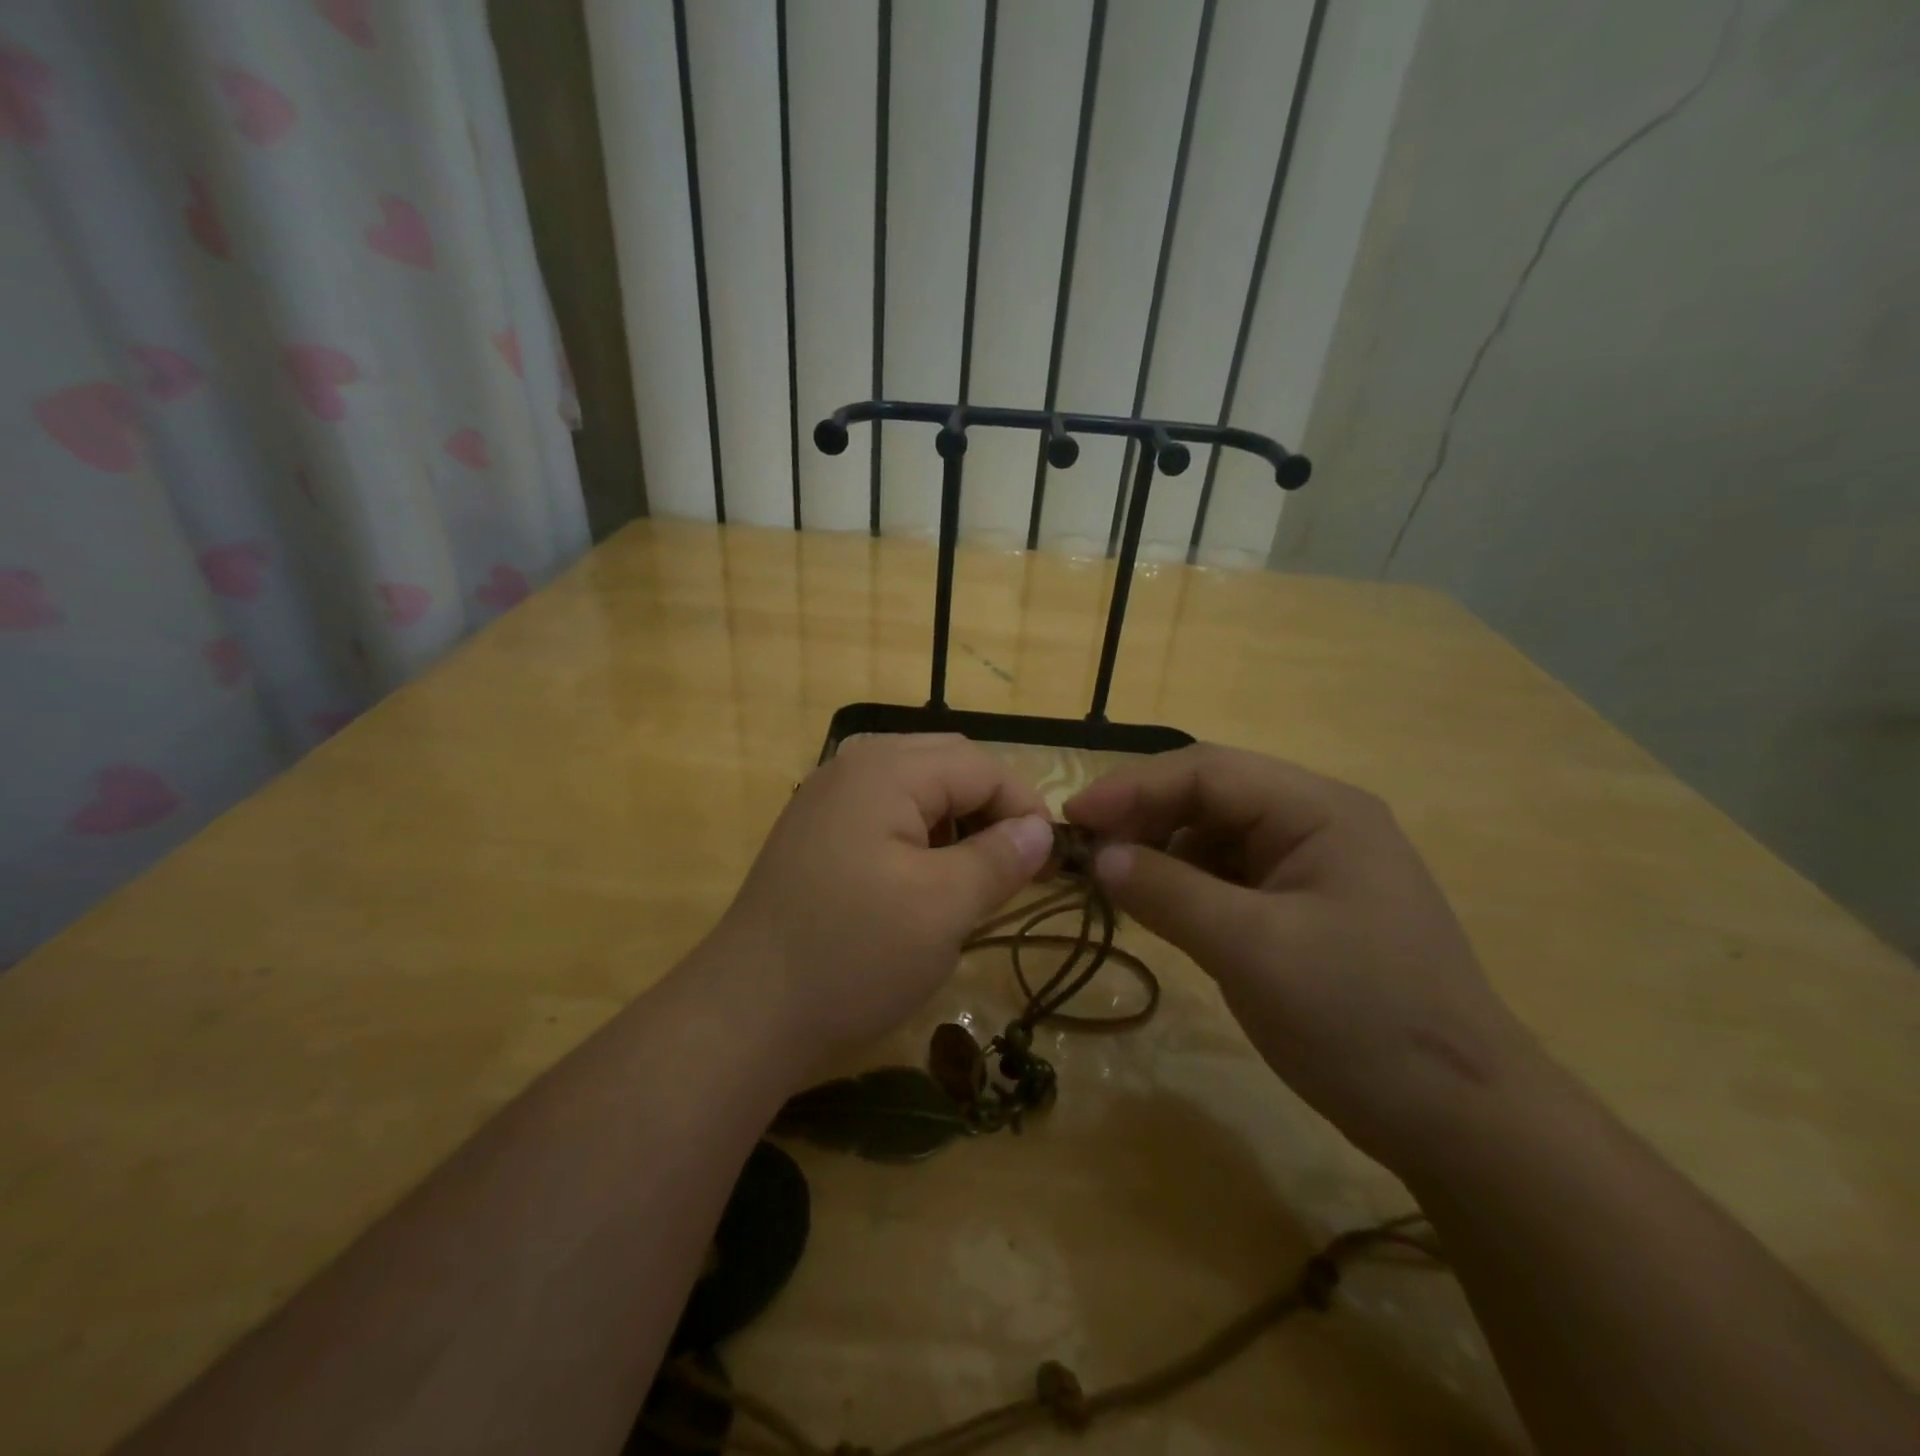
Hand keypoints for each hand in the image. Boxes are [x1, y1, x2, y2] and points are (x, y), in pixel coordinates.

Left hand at [713, 734, 1053, 1071]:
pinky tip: (921, 876)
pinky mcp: (815, 830)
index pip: (980, 766)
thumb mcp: (943, 908)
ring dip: (955, 817)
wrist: (746, 1013)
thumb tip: (1041, 830)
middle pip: (947, 763)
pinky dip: (918, 831)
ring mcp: (827, 797)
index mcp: (886, 770)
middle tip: (1016, 862)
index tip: (1050, 862)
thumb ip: (999, 859)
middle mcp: (853, 766)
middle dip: (991, 806)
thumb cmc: (853, 955)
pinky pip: (884, 809)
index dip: (1025, 807)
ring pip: (915, 784)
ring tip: (971, 871)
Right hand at [1065, 744, 1538, 1173]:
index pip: (1208, 772)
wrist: (1463, 1121)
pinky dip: (1186, 884)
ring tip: (1111, 880)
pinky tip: (1157, 905)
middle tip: (1084, 851)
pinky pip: (1230, 876)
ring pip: (1216, 835)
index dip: (1133, 787)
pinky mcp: (1305, 907)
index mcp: (1319, 810)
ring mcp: (1314, 866)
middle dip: (1144, 816)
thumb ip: (1169, 892)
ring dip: (1161, 850)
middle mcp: (1318, 821)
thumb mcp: (1253, 951)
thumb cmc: (1362, 1021)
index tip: (1072, 818)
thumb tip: (1098, 856)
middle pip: (1211, 796)